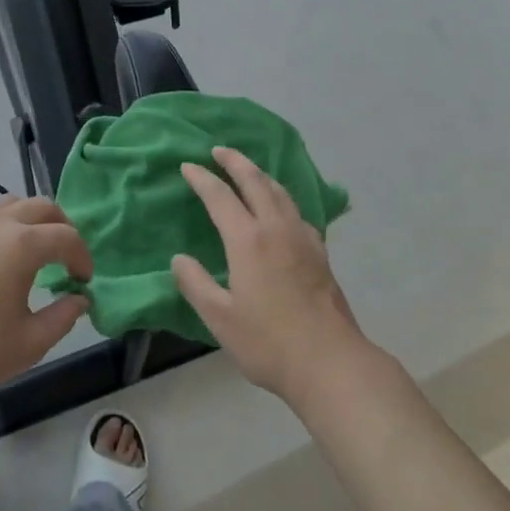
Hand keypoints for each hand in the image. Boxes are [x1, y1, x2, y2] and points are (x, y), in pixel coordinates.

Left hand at [0, 196, 91, 416]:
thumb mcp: (29, 344)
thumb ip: (63, 317)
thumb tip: (79, 299)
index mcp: (22, 245)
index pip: (67, 236)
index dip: (82, 256)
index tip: (84, 281)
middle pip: (41, 206)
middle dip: (61, 227)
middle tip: (65, 257)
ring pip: (9, 205)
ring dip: (30, 221)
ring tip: (31, 252)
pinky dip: (0, 228)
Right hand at [174, 147, 372, 407]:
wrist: (330, 360)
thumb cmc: (268, 342)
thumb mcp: (220, 318)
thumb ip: (196, 284)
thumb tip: (179, 259)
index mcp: (249, 240)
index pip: (221, 197)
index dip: (203, 179)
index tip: (188, 166)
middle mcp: (277, 228)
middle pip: (256, 182)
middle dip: (236, 162)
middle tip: (219, 150)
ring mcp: (303, 237)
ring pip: (280, 192)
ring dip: (260, 174)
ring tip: (248, 169)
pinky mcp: (319, 251)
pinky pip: (296, 210)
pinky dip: (281, 196)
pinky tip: (280, 208)